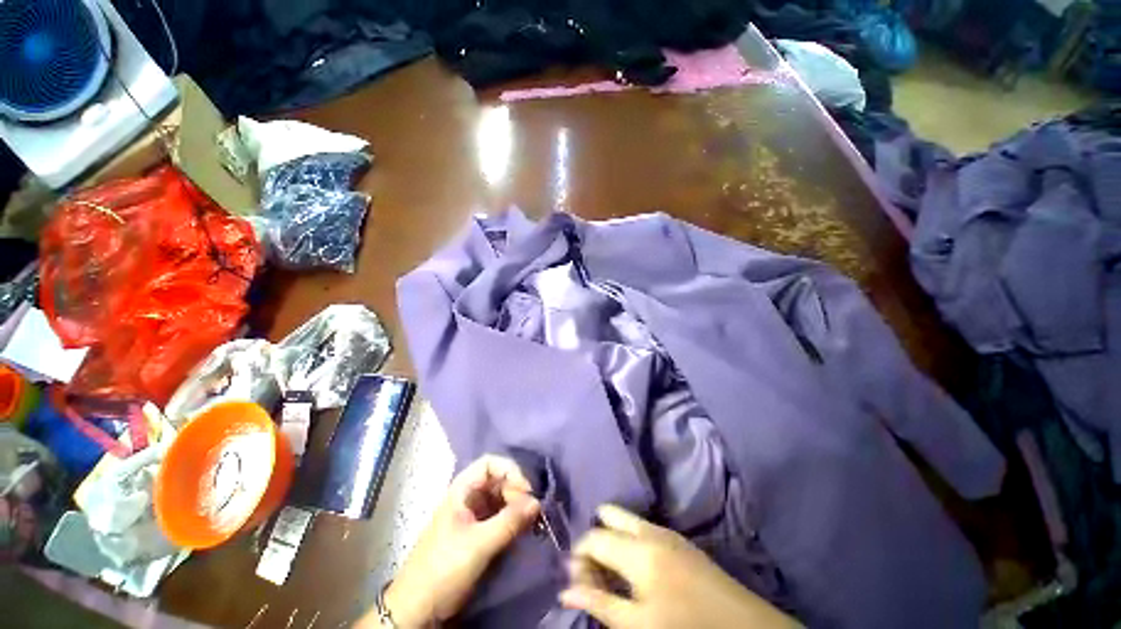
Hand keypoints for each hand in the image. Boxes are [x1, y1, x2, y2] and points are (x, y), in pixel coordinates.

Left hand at [358, 455, 540, 628]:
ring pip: (502, 500)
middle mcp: (469, 497)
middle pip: (499, 481)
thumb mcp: (478, 544)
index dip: (510, 471)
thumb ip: (509, 521)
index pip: (491, 463)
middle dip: (518, 492)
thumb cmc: (443, 569)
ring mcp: (473, 516)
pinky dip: (514, 521)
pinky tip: (524, 531)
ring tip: (532, 523)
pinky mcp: (478, 534)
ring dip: (518, 508)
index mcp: (462, 489)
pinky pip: (501, 518)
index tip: (527, 492)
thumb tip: (538, 502)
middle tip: (532, 512)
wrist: (417, 610)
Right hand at [561, 505, 801, 628]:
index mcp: (638, 549)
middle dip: (595, 537)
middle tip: (596, 571)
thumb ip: (600, 603)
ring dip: (612, 538)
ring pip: (626, 519)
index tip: (577, 579)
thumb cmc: (687, 628)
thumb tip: (564, 592)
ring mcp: (666, 530)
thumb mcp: (639, 625)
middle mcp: (649, 529)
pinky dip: (629, 540)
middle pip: (609, 514)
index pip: (594, 537)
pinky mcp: (678, 538)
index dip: (579, 556)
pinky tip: (635, 569)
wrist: (744, 627)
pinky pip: (642, 527)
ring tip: (613, 572)